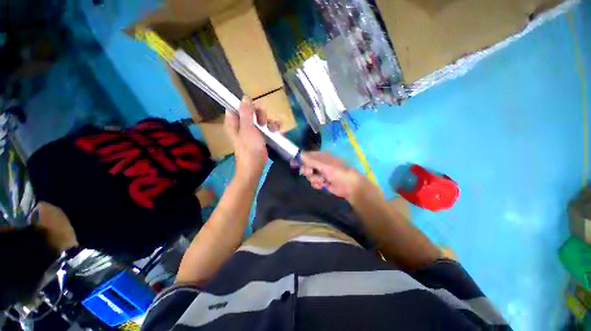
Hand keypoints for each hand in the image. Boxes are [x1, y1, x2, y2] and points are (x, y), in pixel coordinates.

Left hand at [224, 96, 279, 180]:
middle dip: (260, 114)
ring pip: (260, 119)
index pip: (237, 106)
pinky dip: (271, 127)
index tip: (255, 109)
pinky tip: (277, 129)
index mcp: (233, 122)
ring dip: (268, 121)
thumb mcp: (248, 129)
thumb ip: (246, 113)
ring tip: (274, 128)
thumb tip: (245, 97)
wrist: (254, 166)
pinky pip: (265, 127)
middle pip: (251, 111)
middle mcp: (241, 125)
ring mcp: (251, 131)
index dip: (247, 105)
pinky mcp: (259, 137)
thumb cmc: (249, 148)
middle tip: (263, 122)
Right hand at [299, 152, 374, 202]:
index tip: (295, 164)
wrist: (349, 186)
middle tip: (312, 173)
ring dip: (314, 179)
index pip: (307, 156)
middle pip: (306, 166)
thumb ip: (311, 161)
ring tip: (322, 180)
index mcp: (321, 156)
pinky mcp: (321, 181)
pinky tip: (323, 185)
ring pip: (309, 175)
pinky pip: (313, 182)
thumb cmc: (338, 172)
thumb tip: (299, 155)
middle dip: (308, 171)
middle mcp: (319, 163)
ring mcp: (320, 173)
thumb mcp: (324, 165)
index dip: (301, 160)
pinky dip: (317, 184)